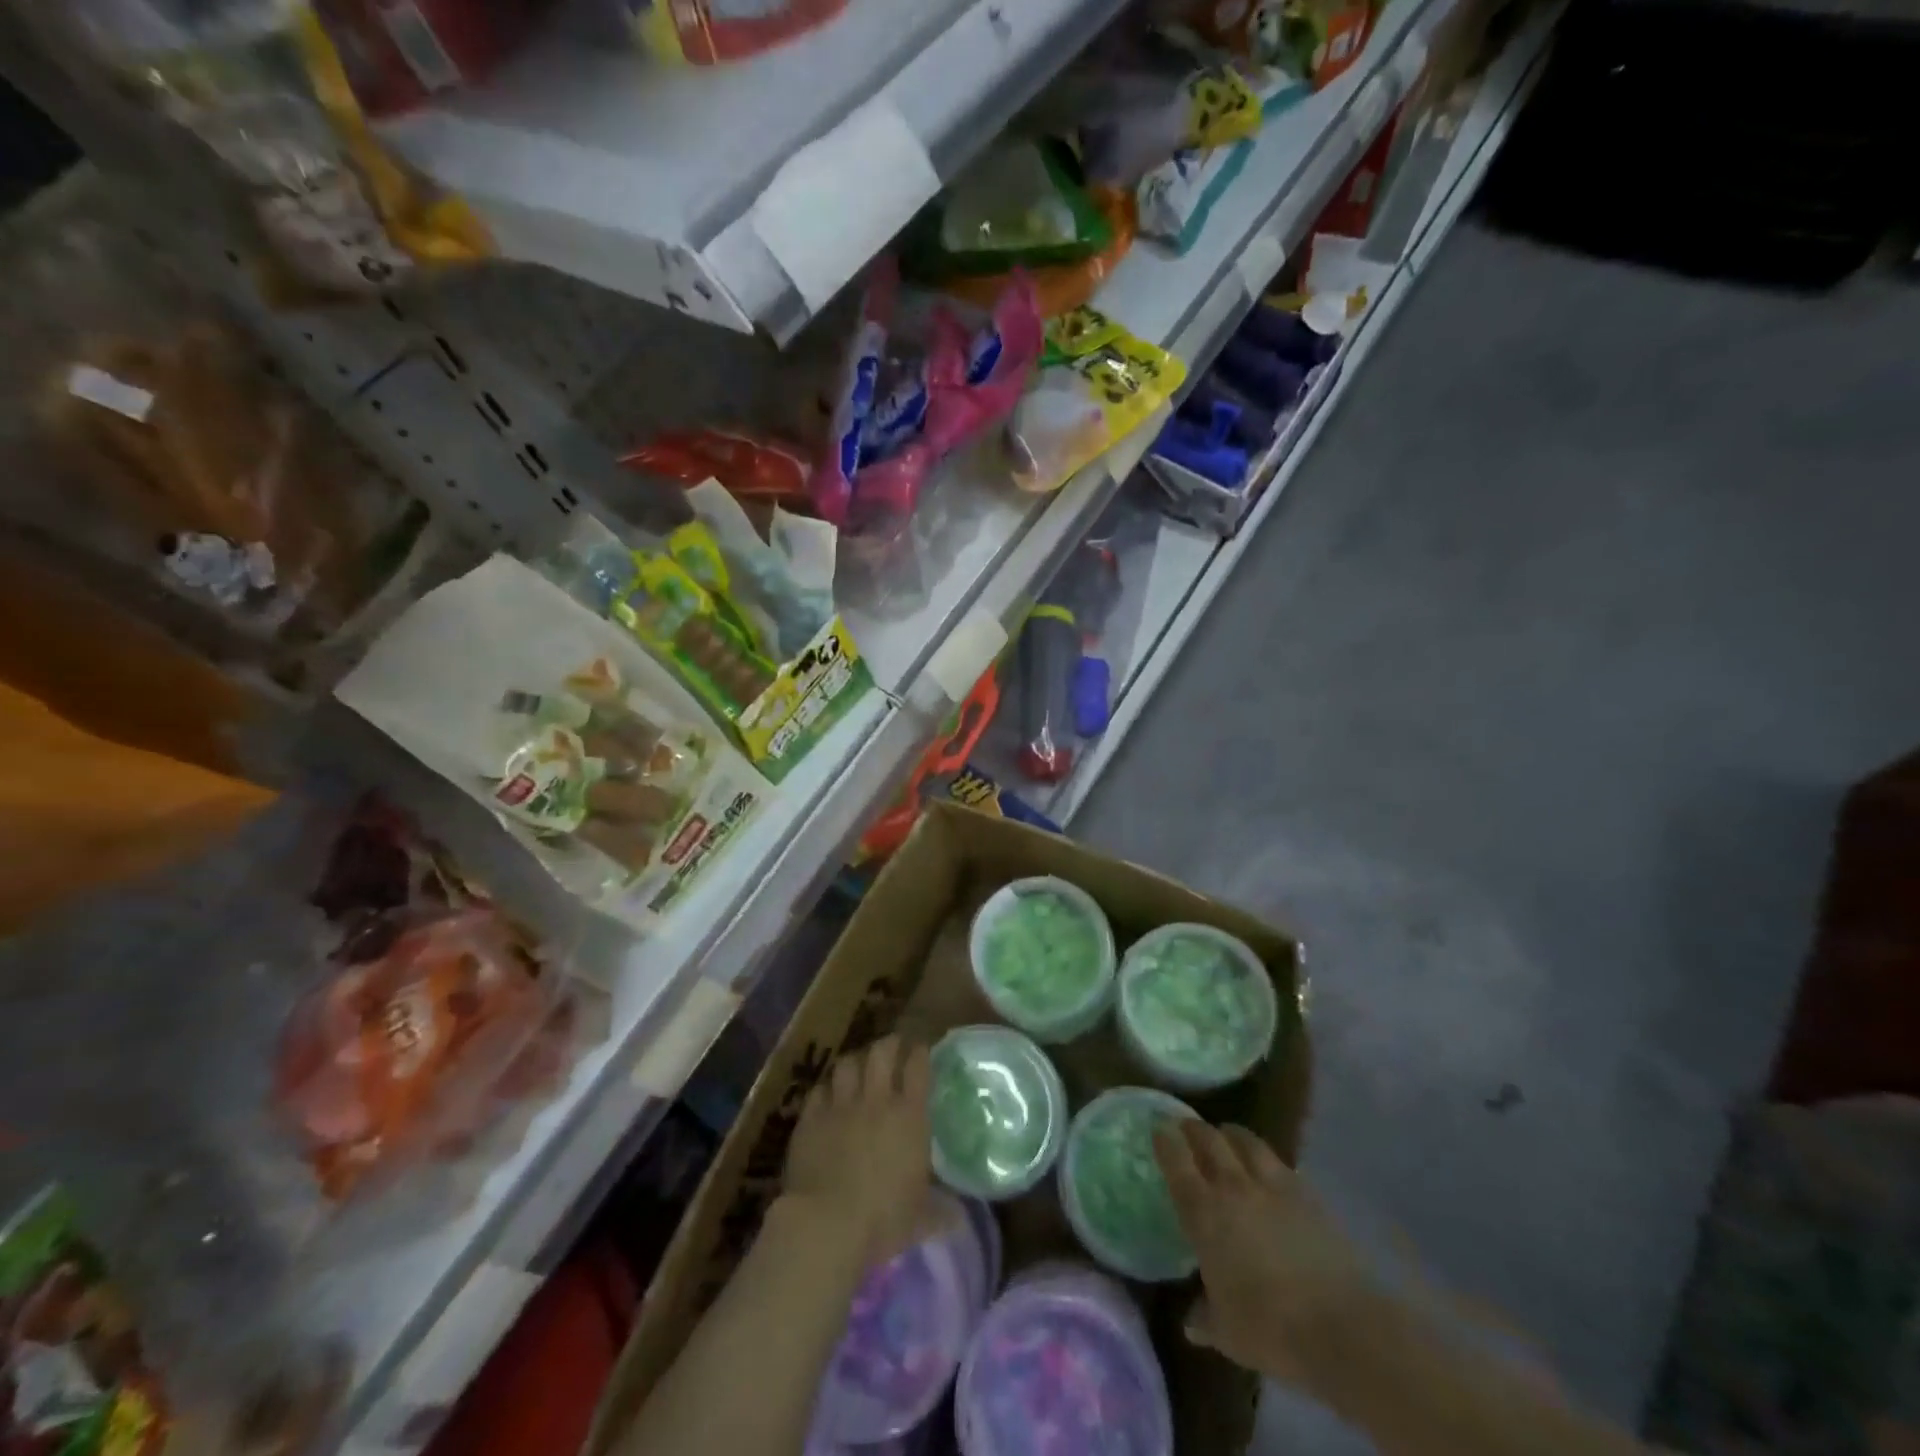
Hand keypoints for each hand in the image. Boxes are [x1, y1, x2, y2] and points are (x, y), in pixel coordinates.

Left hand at [782, 1035, 933, 1263]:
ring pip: (847, 1064)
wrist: (827, 1223)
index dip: (919, 1053)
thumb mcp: (921, 1219)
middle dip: (888, 1044)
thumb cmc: (883, 1219)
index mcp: (909, 1116)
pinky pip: (818, 1091)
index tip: (920, 1049)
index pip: (918, 1067)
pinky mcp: (810, 1118)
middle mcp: (876, 1100)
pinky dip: (825, 1090)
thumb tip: (961, 1218)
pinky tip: (826, 1097)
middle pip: (881, 1053)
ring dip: (855, 1062)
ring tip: (857, 1066)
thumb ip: (942, 1211)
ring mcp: (840, 1106)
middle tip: (892, 1045)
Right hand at [1154, 1120, 1379, 1396]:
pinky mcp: (1309, 1193)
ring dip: (1231, 1134)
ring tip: (1226, 1135)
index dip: (1165, 1140)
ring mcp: (1274, 1185)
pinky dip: (1267, 1159)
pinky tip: (1270, 1168)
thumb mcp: (1227, 1332)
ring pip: (1246, 1141)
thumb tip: (1191, 1321)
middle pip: (1209, 1140)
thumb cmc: (1270, 1329)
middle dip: (1194, 1129)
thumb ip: (1205, 1317)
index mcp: (1204, 1212)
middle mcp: (1234, 1187)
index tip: (1158, 1128)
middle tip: (1186, 1126)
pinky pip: (1281, 1163)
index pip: (1176, 1162)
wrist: (1341, 1326)